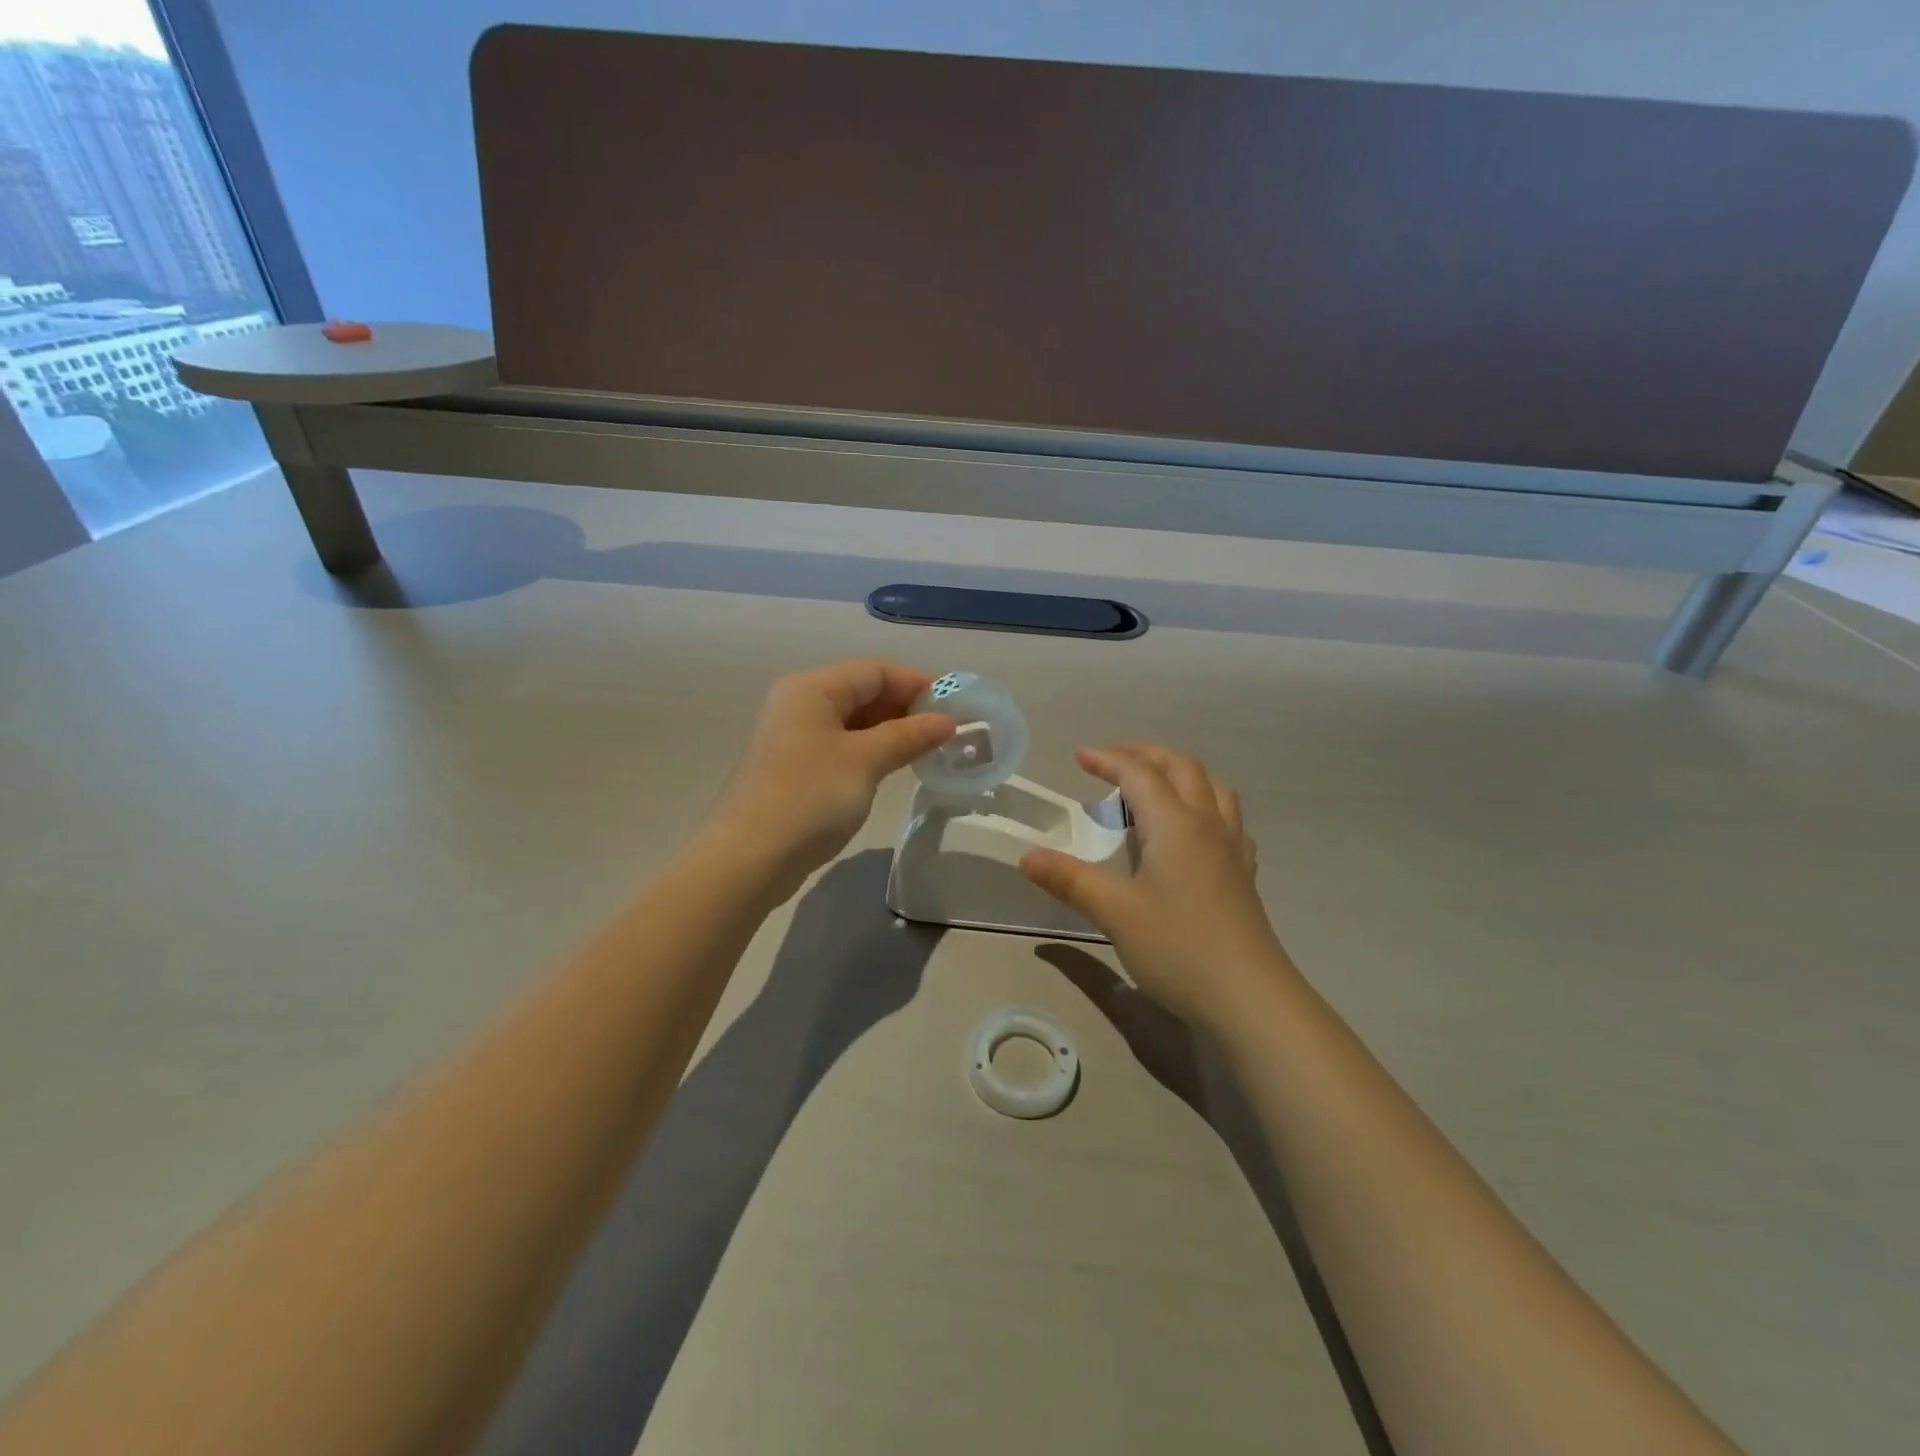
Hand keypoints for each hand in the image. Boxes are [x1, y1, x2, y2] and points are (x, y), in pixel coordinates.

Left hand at [703, 660, 954, 898]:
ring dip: (892, 731)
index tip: (955, 707)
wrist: (750, 857)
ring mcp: (795, 737)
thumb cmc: (810, 797)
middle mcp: (800, 704)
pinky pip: (843, 746)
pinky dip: (872, 751)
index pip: (875, 671)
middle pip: (863, 692)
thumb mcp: (865, 761)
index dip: (917, 683)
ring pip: (854, 722)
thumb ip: (909, 736)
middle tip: (947, 731)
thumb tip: (948, 721)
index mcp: (812, 689)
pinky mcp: (795, 768)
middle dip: (906, 708)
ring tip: (930, 750)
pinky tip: (896, 767)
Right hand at [1020, 744, 1292, 1030]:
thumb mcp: (1115, 913)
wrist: (1250, 998)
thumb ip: (1070, 880)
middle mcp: (1207, 825)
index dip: (1107, 760)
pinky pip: (1228, 820)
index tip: (1078, 756)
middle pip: (1181, 768)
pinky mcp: (1244, 875)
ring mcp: (1232, 849)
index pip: (1139, 774)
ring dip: (1180, 774)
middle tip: (1112, 760)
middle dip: (1145, 754)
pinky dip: (1206, 806)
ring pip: (1213, 788)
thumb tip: (1027, 857)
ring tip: (1155, 788)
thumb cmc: (1178, 948)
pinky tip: (1195, 832)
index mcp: (1175, 825)